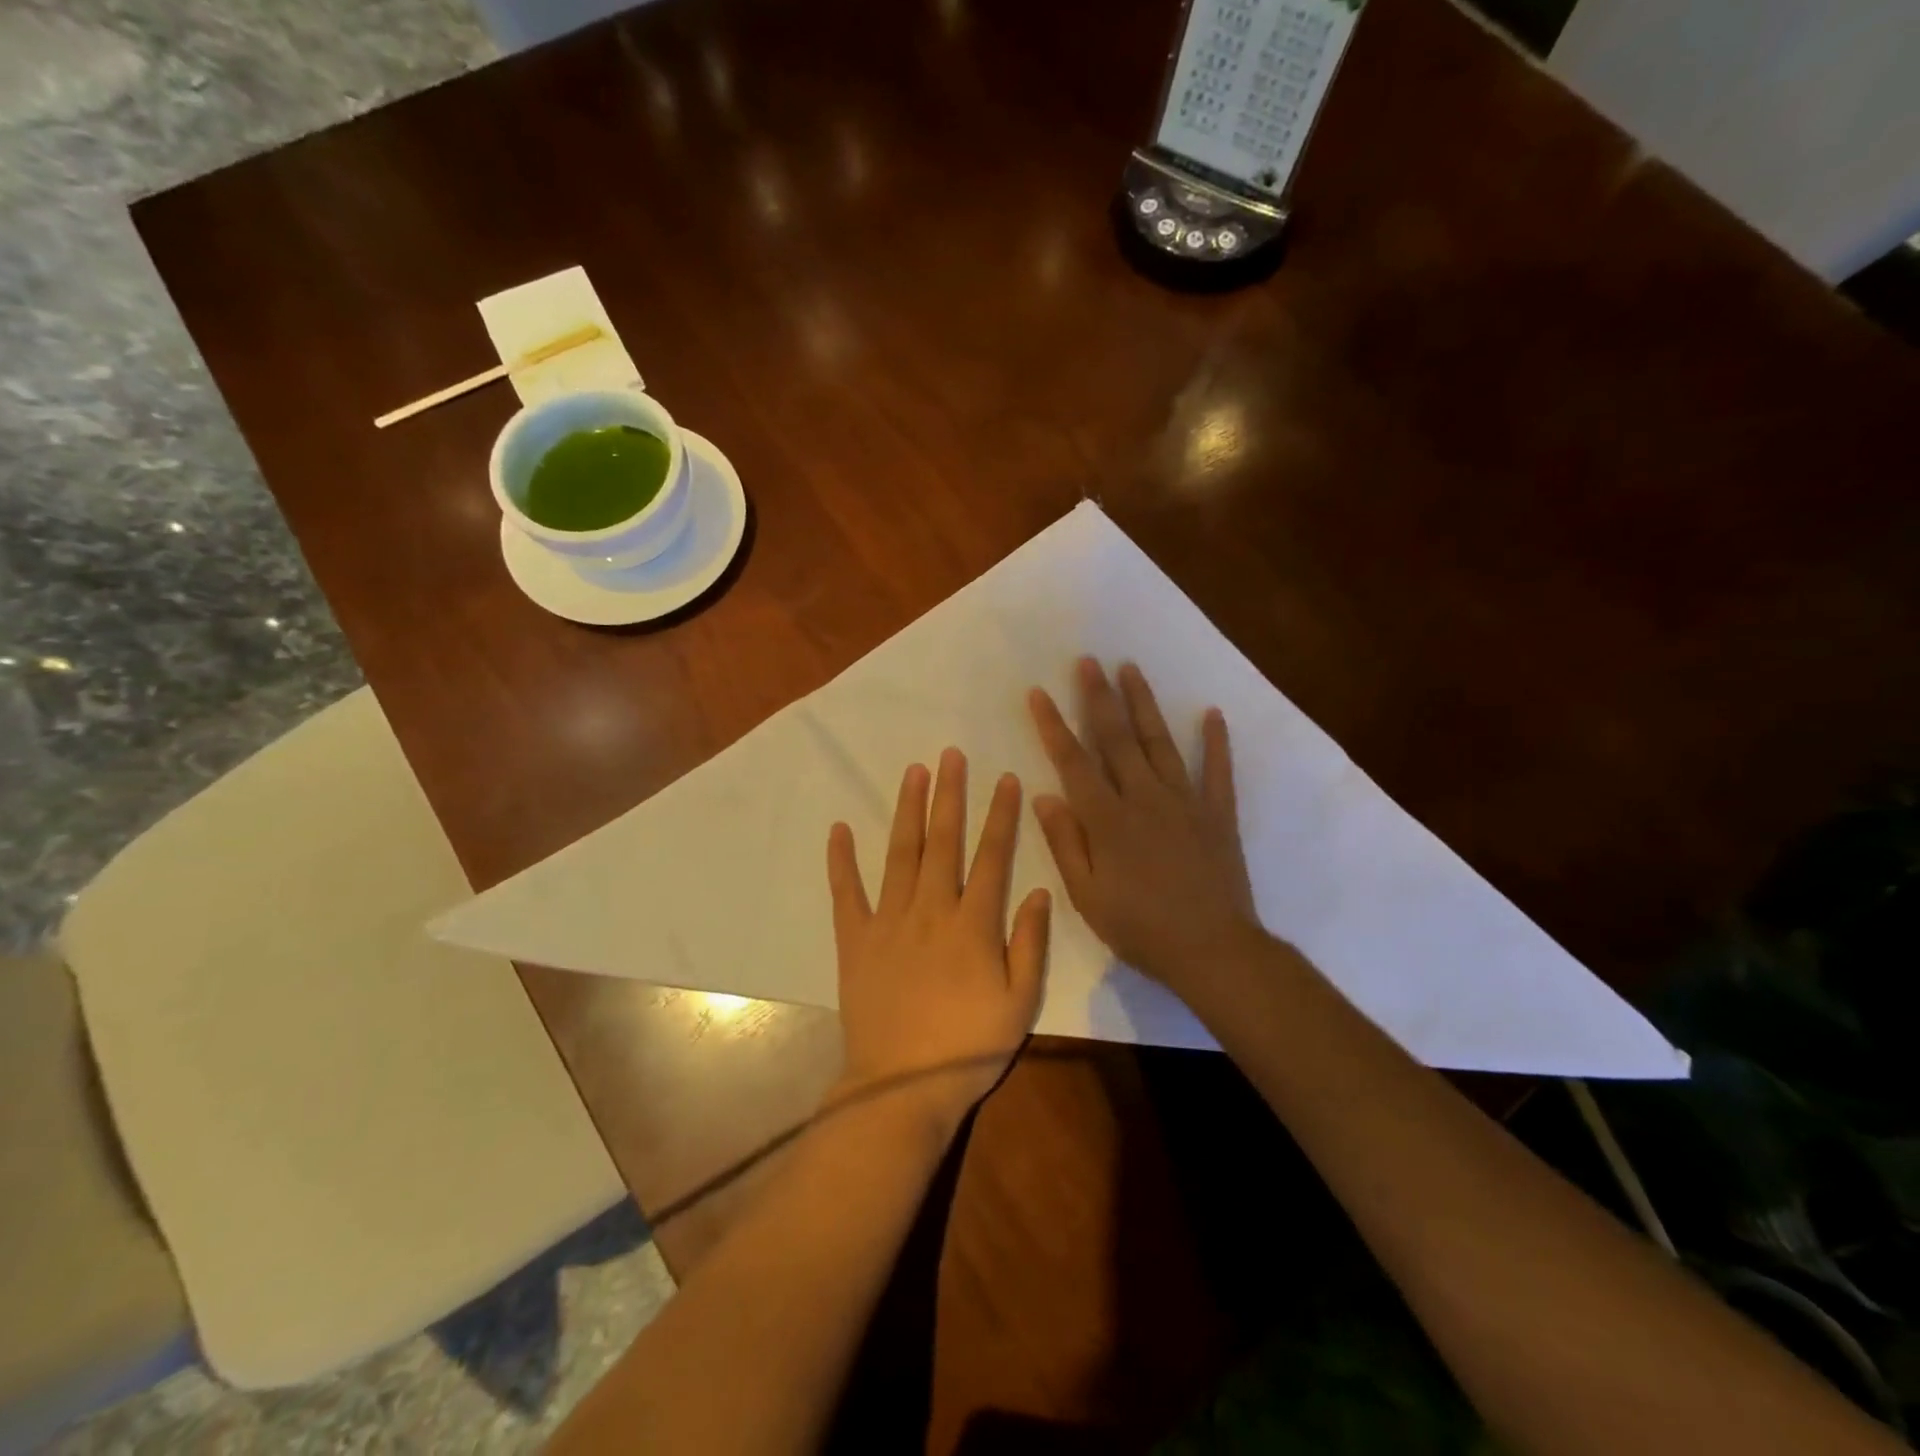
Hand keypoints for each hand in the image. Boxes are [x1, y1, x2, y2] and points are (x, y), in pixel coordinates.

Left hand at [827, 749, 1050, 1129]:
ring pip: (900, 854)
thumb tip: (1040, 890)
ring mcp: (888, 921)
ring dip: (907, 810)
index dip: (1000, 815)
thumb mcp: (1019, 1003)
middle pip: (943, 841)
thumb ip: (1030, 944)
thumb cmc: (969, 1047)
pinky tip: (838, 829)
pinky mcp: (855, 939)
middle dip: (949, 794)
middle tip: (950, 754)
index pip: (991, 856)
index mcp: (972, 924)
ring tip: (912, 772)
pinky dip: (841, 860)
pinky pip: (846, 893)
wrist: (902, 1086)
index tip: (1005, 778)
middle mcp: (930, 910)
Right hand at [1028, 658, 1259, 997]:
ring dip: (1144, 704)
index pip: (1074, 762)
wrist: (1213, 950)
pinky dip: (1216, 741)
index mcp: (1108, 820)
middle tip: (1088, 661)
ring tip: (1131, 668)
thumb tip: (1043, 796)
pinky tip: (1212, 713)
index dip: (1053, 725)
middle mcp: (1145, 798)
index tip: (1039, 692)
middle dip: (1099, 697)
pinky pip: (1218, 770)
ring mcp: (1185, 801)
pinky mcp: (1217, 813)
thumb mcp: (1087, 896)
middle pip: (1117, 738)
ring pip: (1160, 742)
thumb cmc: (1141, 928)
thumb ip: (1065, 843)